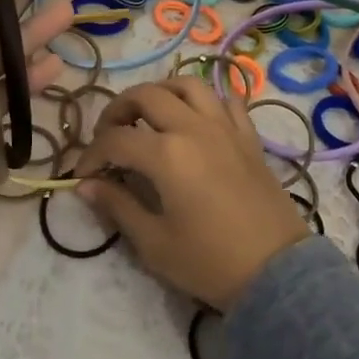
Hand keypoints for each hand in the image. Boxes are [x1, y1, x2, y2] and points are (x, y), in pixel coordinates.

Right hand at [73, 77, 308, 310]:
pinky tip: (196, 119)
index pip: (115, 140)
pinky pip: (226, 100)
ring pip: (187, 85)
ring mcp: (225, 127)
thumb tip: (85, 185)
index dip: (91, 155)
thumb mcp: (154, 242)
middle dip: (118, 110)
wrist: (276, 273)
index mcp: (166, 154)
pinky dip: (206, 101)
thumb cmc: (209, 262)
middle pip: (146, 95)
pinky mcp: (248, 136)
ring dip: (161, 92)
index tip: (82, 175)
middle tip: (109, 134)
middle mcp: (193, 128)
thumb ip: (117, 206)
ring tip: (149, 115)